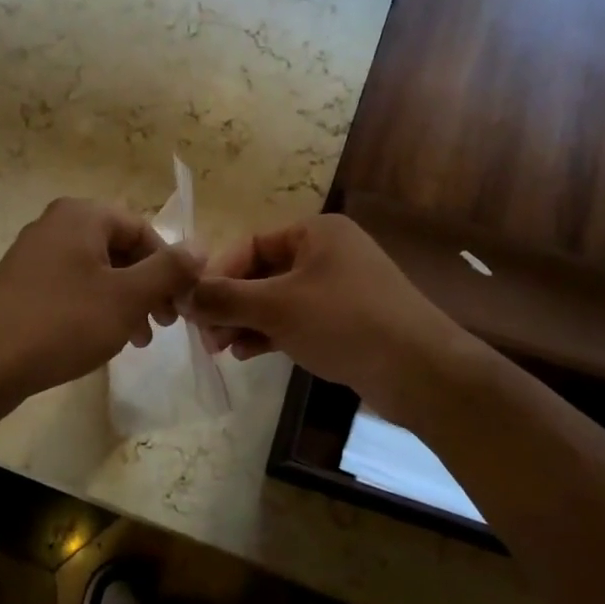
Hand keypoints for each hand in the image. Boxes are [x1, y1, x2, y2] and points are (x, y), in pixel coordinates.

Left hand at [0, 198, 201, 410]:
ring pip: (96, 271)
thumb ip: (169, 270)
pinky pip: (71, 286)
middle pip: (119, 249)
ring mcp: (33, 254)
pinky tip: (102, 339)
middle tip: (164, 325)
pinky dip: (95, 307)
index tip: (181, 304)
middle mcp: (55, 225)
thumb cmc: (63, 323)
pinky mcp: (20, 284)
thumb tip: (201, 246)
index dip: (169, 266)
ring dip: (125, 302)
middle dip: (147, 287)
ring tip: (138, 340)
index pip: (142, 229)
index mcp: (81, 216)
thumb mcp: (127, 297)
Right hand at [189, 214, 470, 424]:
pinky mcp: (345, 321)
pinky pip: (296, 320)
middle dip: (230, 304)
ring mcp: (338, 288)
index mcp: (316, 232)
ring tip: (221, 349)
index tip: (193, 305)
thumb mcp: (277, 307)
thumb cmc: (344, 322)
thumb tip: (184, 294)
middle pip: (262, 273)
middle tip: (205, 336)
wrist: (420, 371)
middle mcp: (327, 253)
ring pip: (277, 300)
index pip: (251, 244)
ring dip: (246, 321)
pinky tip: (247, 354)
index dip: (218, 274)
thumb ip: (226, 298)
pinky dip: (270, 333)